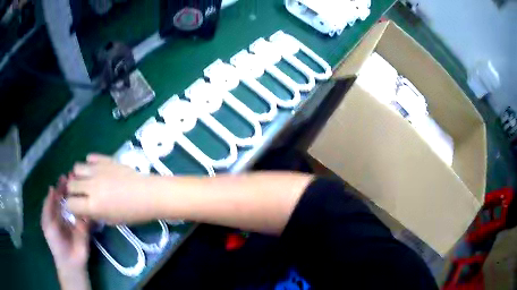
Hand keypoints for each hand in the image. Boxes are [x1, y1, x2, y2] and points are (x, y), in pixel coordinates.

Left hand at [41, 176, 90, 289]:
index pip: (59, 195)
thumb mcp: (47, 222)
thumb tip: (52, 187)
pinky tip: (89, 197)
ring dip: (80, 194)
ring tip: (83, 184)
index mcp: (57, 211)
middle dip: (71, 187)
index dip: (61, 185)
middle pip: (69, 197)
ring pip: (78, 203)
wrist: (70, 260)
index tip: (66, 176)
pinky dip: (88, 206)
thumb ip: (48, 205)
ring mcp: (77, 219)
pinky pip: (87, 214)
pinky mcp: (86, 226)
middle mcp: (67, 212)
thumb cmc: (55, 241)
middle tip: (75, 177)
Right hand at [66, 154, 156, 223]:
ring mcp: (97, 170)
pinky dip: (90, 164)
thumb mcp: (111, 220)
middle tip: (81, 194)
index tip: (75, 207)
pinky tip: (96, 170)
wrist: (148, 194)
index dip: (71, 206)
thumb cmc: (132, 213)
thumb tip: (83, 209)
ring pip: (77, 168)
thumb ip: (93, 214)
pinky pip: (90, 157)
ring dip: (79, 175)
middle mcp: (91, 186)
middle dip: (73, 191)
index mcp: (93, 205)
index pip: (70, 204)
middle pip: (70, 184)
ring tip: (87, 180)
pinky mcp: (105, 159)